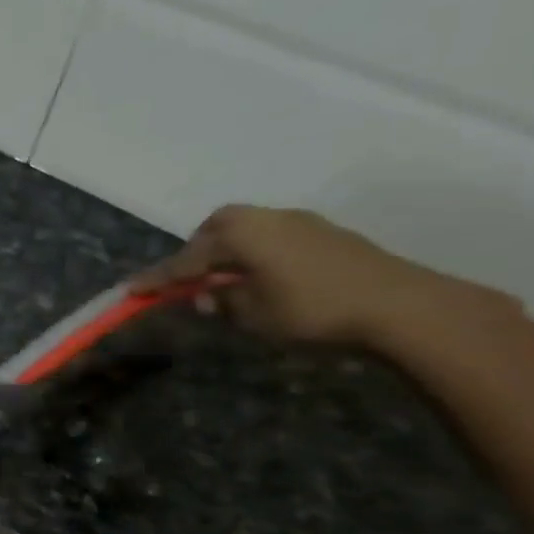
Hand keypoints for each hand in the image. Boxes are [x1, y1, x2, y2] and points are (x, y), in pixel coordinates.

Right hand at [133, 205, 529, 353]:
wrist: (402, 306)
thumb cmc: (313, 310)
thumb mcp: (254, 314)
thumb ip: (222, 302)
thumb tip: (205, 296)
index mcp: (240, 235)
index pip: (186, 260)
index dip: (158, 278)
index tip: (131, 291)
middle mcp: (267, 219)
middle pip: (218, 226)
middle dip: (197, 250)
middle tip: (189, 279)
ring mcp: (301, 223)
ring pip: (249, 229)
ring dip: (229, 250)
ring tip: (226, 280)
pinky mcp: (327, 235)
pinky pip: (273, 237)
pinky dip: (256, 253)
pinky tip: (263, 277)